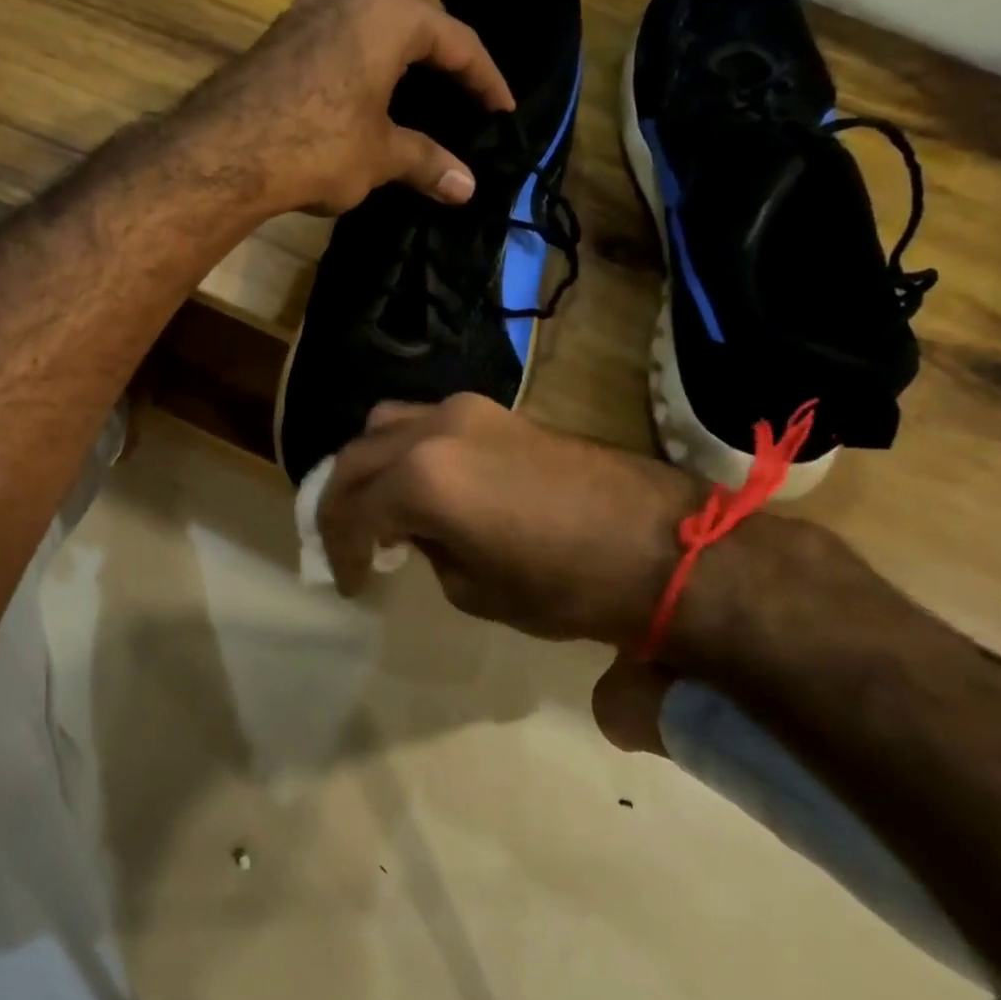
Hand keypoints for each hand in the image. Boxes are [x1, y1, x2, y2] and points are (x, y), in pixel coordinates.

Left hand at [191, 0, 515, 214]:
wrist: (224, 152)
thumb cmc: (317, 147)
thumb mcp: (380, 157)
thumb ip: (426, 163)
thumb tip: (467, 188)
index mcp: (392, 15)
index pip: (458, 41)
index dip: (485, 79)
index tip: (502, 109)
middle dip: (439, 36)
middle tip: (450, 77)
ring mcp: (309, 7)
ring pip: (368, 1)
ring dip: (394, 32)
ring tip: (405, 75)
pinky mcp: (279, 31)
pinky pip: (335, 22)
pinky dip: (357, 44)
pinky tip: (355, 82)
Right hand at [318, 395, 706, 643]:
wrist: (661, 543)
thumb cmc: (566, 583)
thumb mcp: (474, 589)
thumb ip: (427, 551)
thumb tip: (416, 532)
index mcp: (421, 478)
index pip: (352, 510)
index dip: (339, 550)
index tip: (348, 583)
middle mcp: (433, 430)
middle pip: (356, 457)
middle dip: (340, 503)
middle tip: (346, 544)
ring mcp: (466, 411)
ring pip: (387, 425)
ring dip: (371, 466)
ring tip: (381, 508)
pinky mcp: (495, 411)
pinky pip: (426, 422)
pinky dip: (407, 451)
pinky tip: (424, 486)